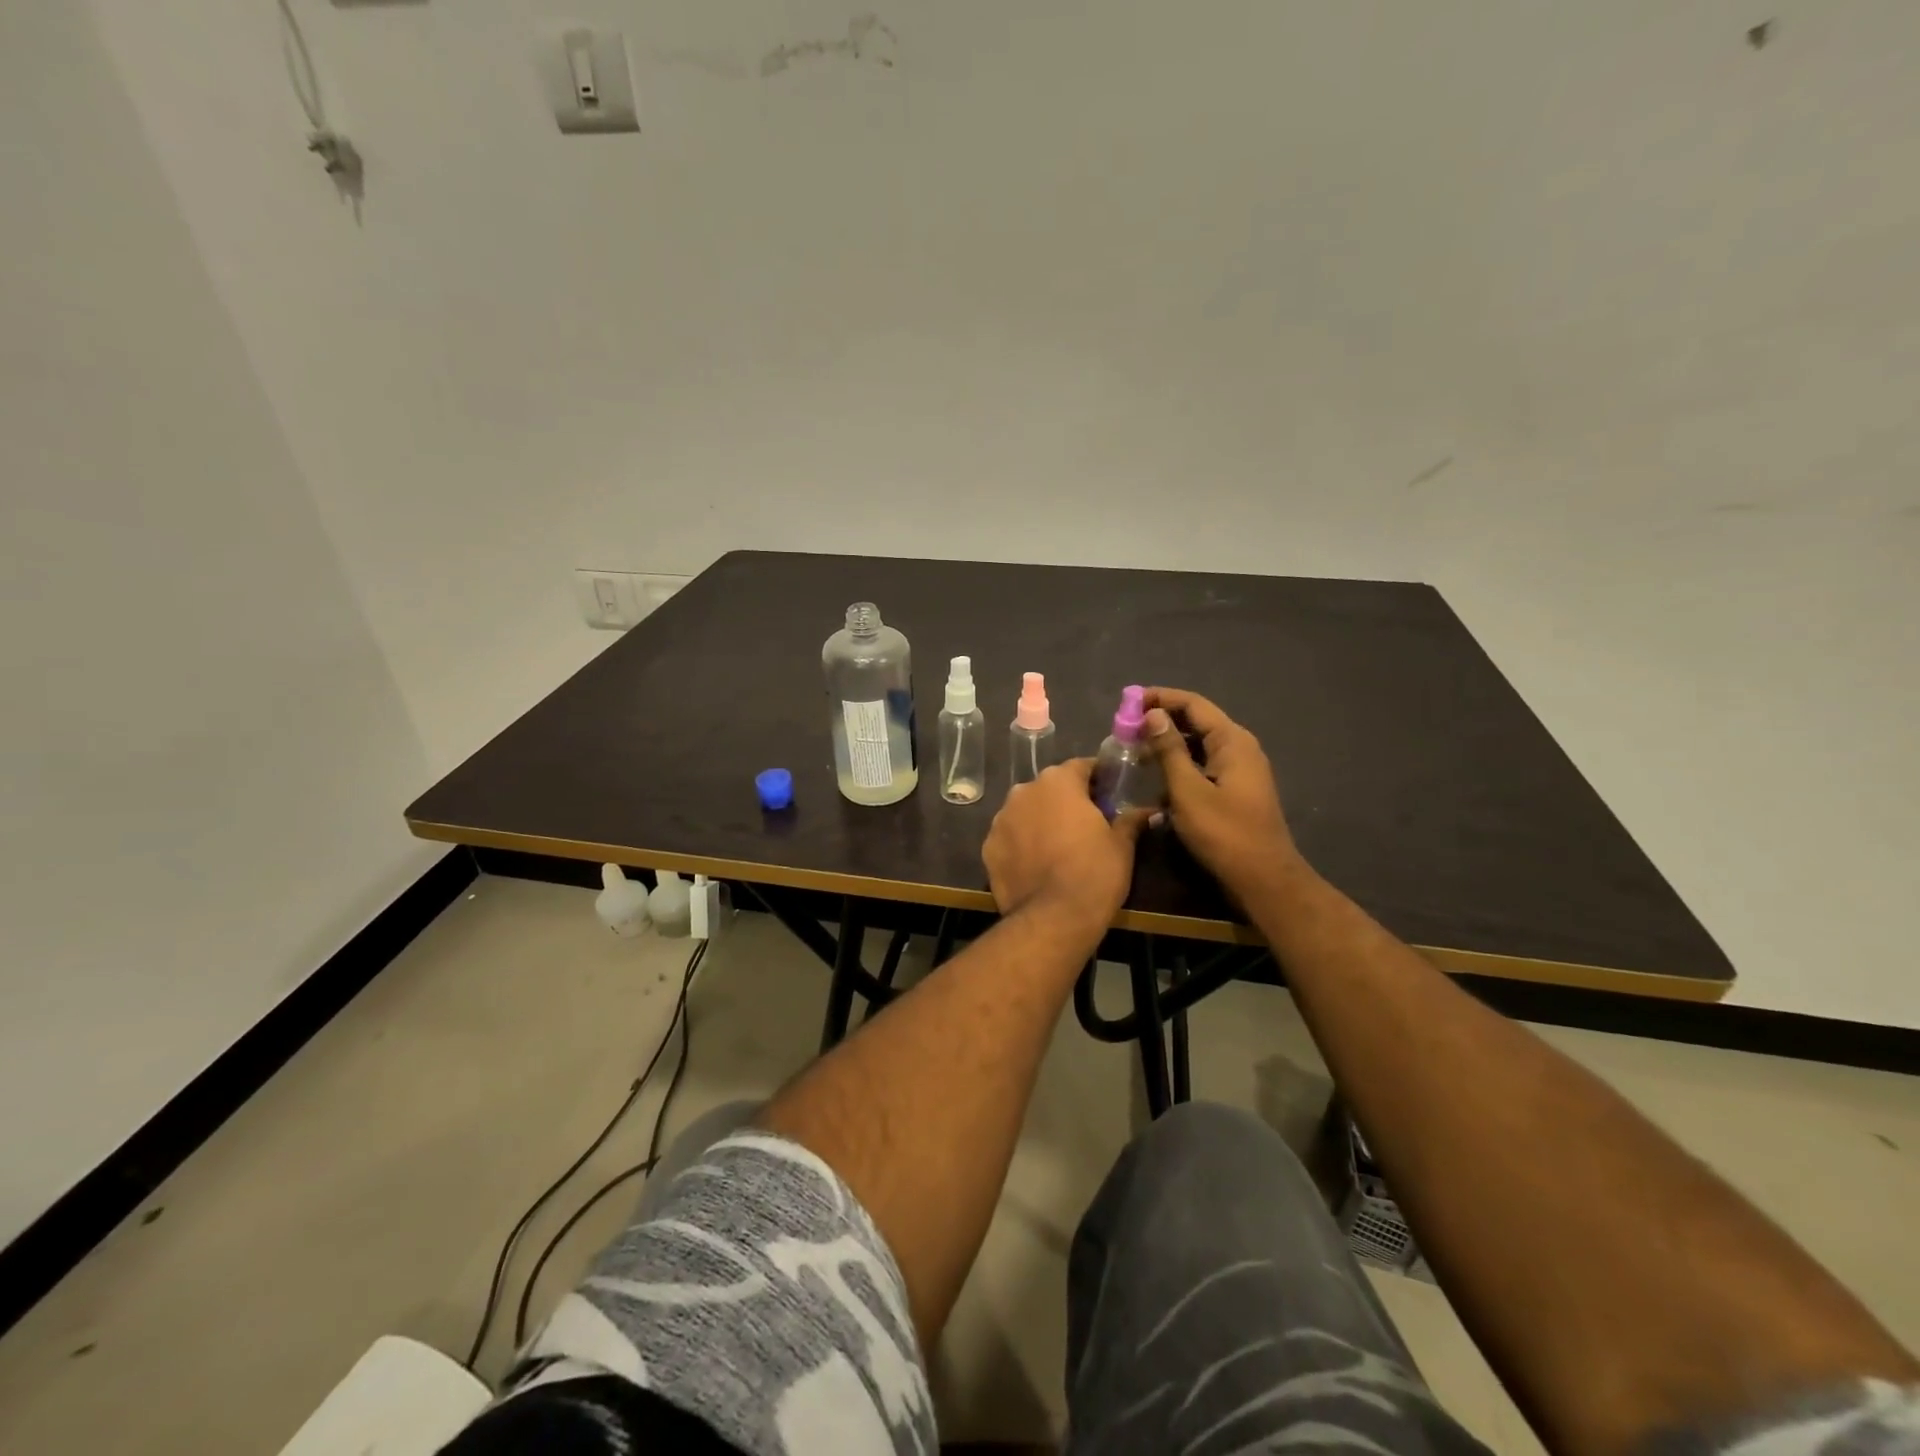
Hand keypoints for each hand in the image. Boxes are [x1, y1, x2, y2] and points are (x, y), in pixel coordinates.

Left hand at [983, 760, 1145, 939]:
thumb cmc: (1094, 873)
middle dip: (1067, 800)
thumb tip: (1149, 811)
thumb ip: (1130, 820)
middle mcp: (1023, 791)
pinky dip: (1022, 844)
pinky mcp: (988, 847)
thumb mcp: (1121, 845)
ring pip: (1026, 811)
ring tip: (1059, 846)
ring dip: (1041, 820)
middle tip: (1087, 823)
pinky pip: (1010, 837)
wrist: (1052, 919)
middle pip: (1050, 788)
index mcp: (1057, 782)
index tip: (1110, 793)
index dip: (1097, 778)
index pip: (1081, 767)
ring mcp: (1000, 819)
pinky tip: (1037, 864)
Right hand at [1141, 687, 1305, 902]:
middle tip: (1127, 727)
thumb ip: (1169, 749)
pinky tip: (1155, 777)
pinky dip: (1179, 764)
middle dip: (1161, 719)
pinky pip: (1203, 764)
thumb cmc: (1223, 833)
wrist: (1263, 879)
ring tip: (1135, 750)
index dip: (1160, 698)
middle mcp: (1239, 747)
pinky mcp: (1234, 789)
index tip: (1128, 701)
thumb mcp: (1188, 790)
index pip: (1193, 704)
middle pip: (1197, 720)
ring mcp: (1239, 769)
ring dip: (1168, 743)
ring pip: (1198, 744)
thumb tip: (1152, 714)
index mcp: (1232, 741)